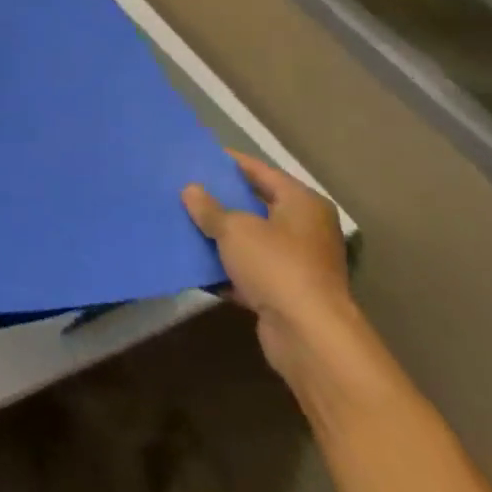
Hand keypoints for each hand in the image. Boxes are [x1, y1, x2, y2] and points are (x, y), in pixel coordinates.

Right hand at [183, 152, 357, 388]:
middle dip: (221, 199)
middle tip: (184, 187)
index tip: (197, 155)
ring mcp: (297, 262)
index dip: (228, 162)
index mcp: (302, 203)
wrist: (308, 336)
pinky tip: (194, 261)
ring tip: (183, 220)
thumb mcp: (234, 229)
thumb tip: (191, 190)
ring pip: (250, 239)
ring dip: (220, 235)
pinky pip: (248, 270)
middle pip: (255, 204)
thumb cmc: (276, 266)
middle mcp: (305, 228)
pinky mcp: (285, 291)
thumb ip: (209, 208)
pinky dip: (226, 267)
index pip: (260, 171)